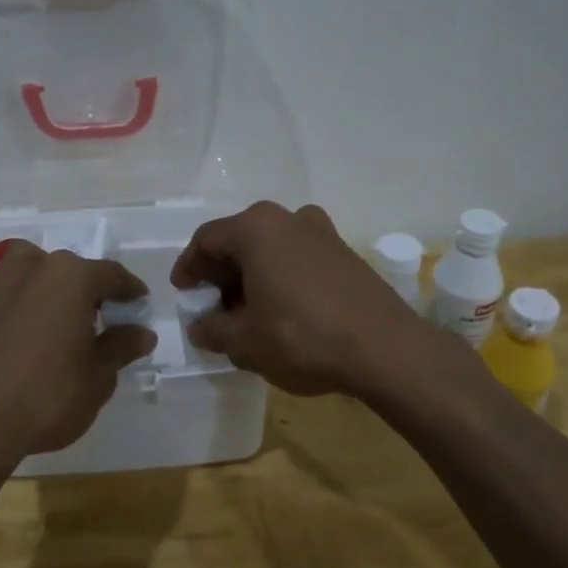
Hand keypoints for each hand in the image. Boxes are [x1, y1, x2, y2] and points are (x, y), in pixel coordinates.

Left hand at [0, 243, 156, 466]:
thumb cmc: (48, 398)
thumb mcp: (98, 378)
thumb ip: (121, 347)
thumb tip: (142, 333)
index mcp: (72, 278)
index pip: (111, 274)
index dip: (129, 290)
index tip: (138, 304)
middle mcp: (32, 268)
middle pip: (67, 267)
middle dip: (85, 287)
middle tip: (96, 318)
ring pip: (19, 261)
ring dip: (36, 274)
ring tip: (47, 304)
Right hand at [170, 201, 435, 396]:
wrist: (384, 348)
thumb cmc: (301, 337)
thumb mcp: (244, 342)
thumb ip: (213, 330)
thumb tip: (201, 326)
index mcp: (256, 228)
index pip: (207, 240)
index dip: (189, 267)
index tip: (183, 292)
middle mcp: (289, 218)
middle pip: (241, 240)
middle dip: (222, 273)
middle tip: (213, 305)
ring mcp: (322, 233)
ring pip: (272, 249)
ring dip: (253, 276)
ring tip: (247, 312)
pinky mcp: (346, 253)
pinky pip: (299, 258)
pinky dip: (281, 278)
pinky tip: (282, 310)